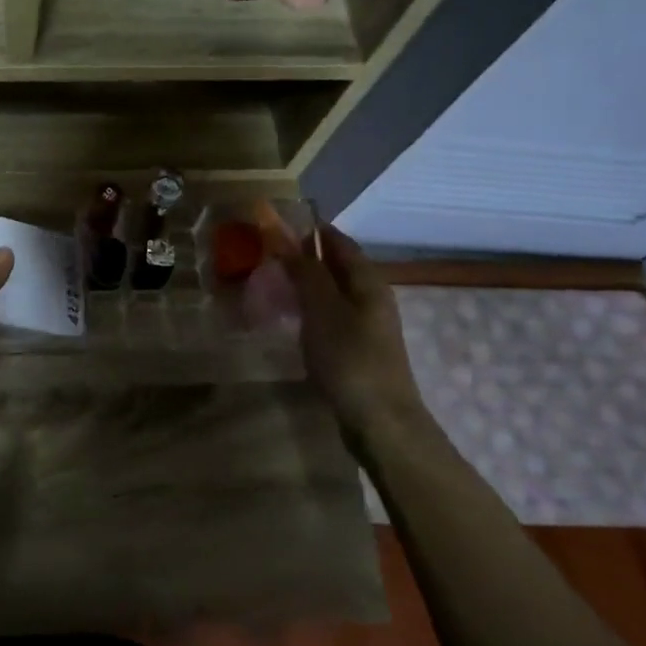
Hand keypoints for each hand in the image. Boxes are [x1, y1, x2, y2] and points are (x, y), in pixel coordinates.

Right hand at [278, 224, 426, 439]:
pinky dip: (308, 308)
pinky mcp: (356, 349)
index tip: (275, 224)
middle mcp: (371, 297)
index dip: (309, 230)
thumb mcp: (322, 309)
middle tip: (265, 254)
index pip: (337, 241)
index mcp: (368, 281)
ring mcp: (366, 325)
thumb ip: (305, 272)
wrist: (380, 421)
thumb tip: (286, 237)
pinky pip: (329, 315)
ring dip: (304, 283)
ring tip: (270, 282)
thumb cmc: (350, 358)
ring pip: (331, 292)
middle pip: (336, 266)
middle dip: (303, 256)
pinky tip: (289, 318)